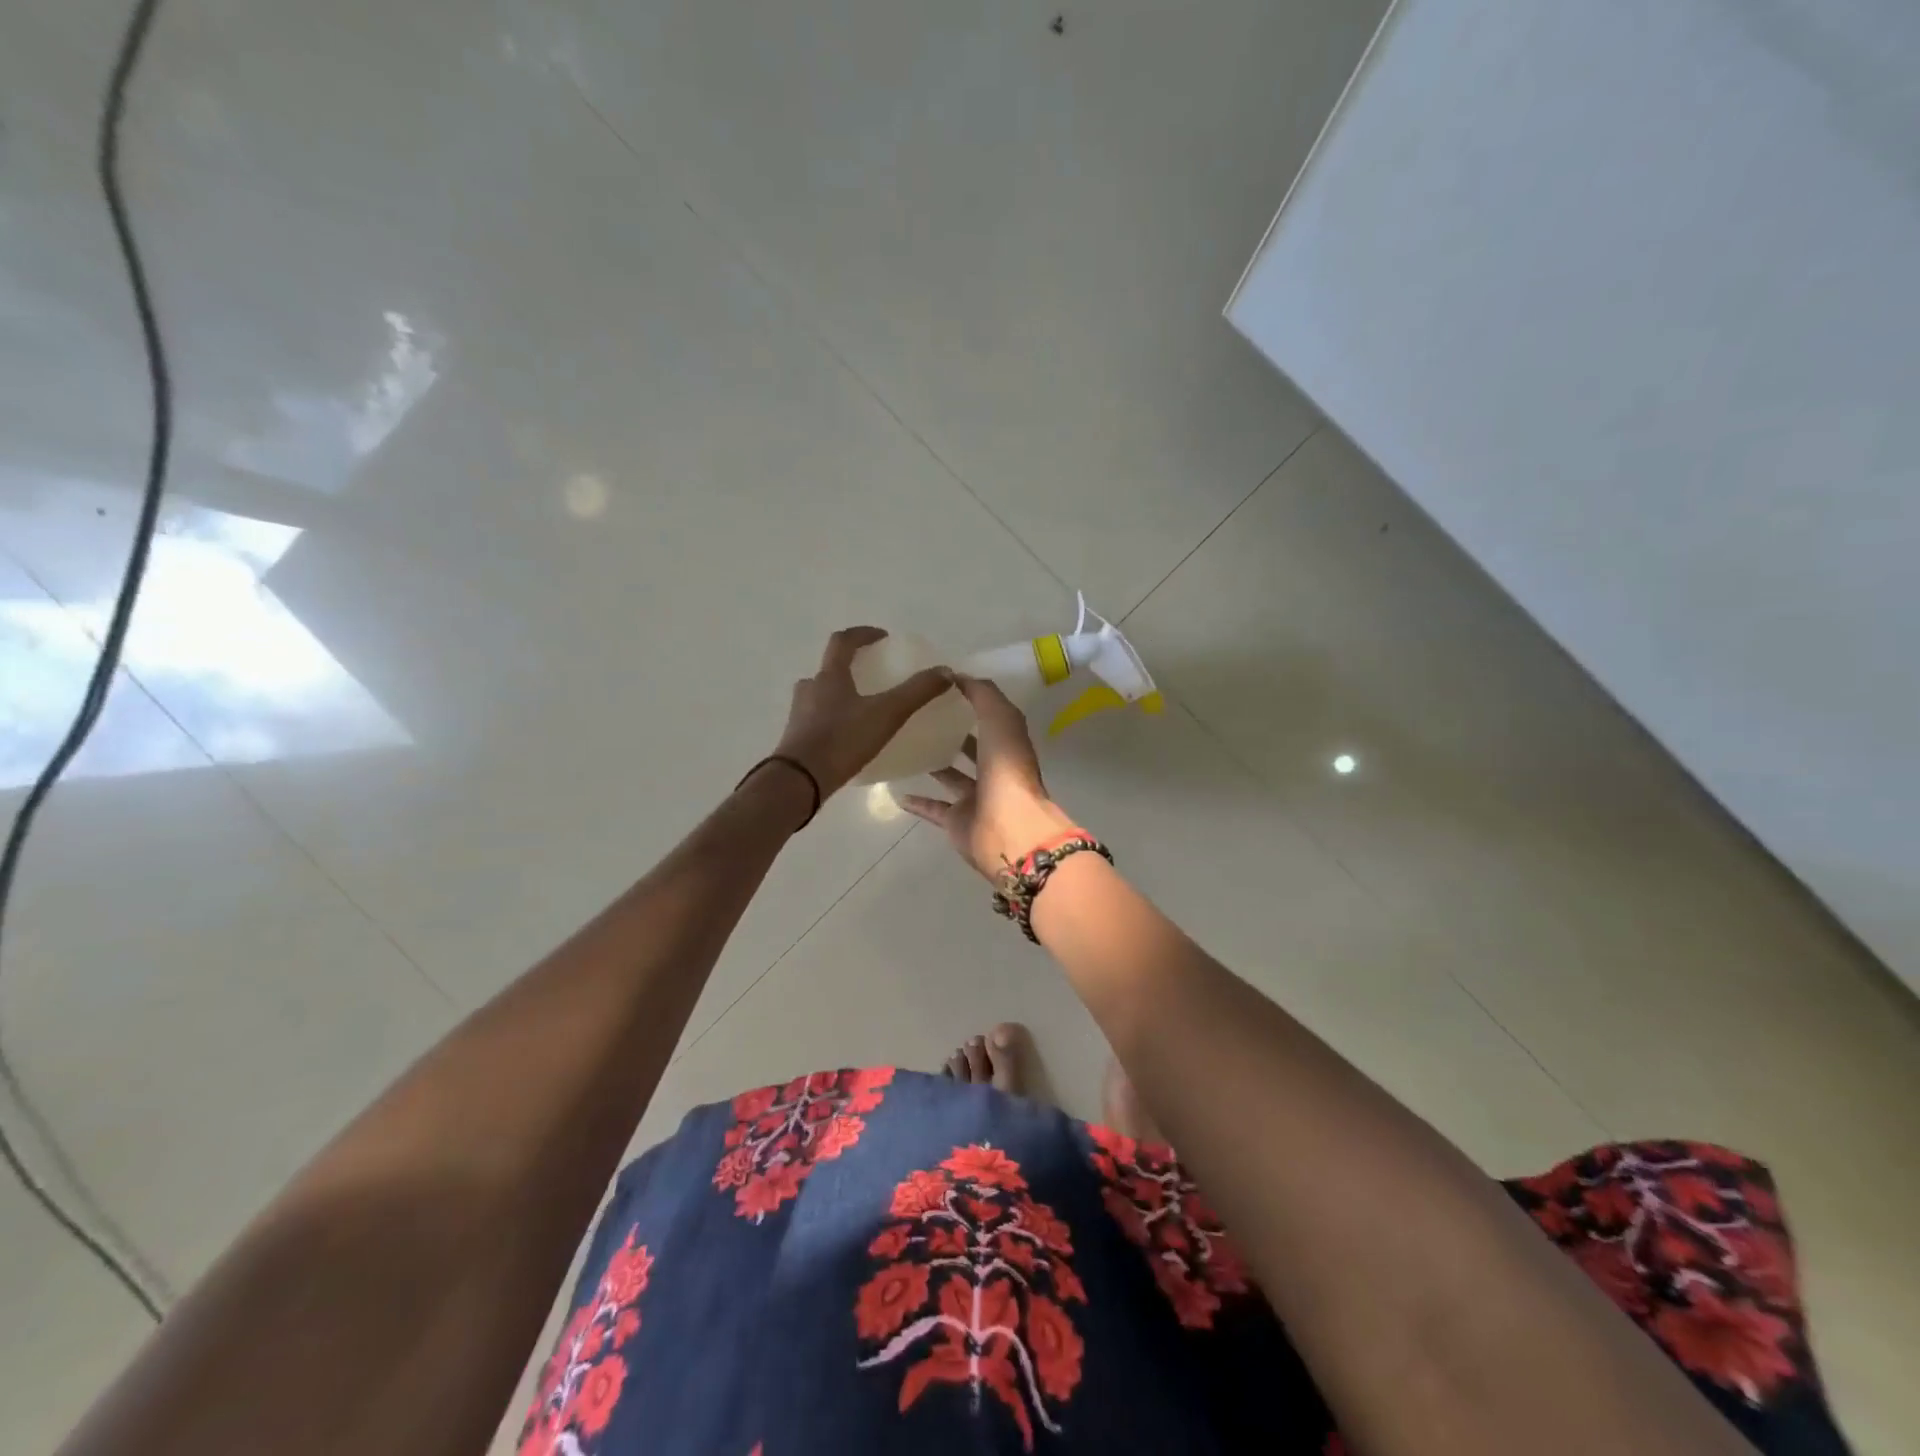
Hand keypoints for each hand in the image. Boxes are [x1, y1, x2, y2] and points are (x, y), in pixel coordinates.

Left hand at [773, 627, 953, 798]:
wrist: (799, 781)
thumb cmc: (842, 740)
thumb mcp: (887, 714)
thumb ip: (917, 692)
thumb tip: (946, 671)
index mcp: (829, 676)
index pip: (843, 641)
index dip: (863, 634)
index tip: (882, 637)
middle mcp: (810, 689)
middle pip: (829, 669)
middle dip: (851, 668)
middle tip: (873, 677)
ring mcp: (799, 715)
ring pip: (820, 696)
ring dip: (839, 695)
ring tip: (863, 710)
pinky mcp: (796, 739)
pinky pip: (816, 721)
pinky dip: (833, 721)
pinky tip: (849, 739)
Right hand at [899, 674, 1077, 879]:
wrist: (1008, 829)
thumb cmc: (1006, 769)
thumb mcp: (999, 719)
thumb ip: (982, 694)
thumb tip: (957, 676)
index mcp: (1007, 743)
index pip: (990, 716)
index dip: (971, 699)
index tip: (941, 685)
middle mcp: (994, 769)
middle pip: (973, 747)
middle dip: (953, 732)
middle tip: (919, 715)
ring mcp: (976, 797)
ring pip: (952, 777)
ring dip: (934, 764)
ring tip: (905, 747)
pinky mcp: (957, 821)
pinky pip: (933, 809)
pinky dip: (917, 802)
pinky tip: (896, 791)